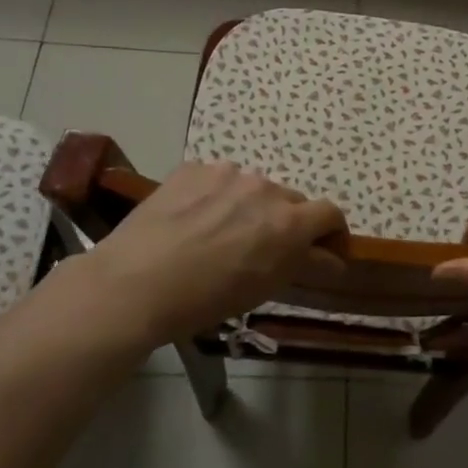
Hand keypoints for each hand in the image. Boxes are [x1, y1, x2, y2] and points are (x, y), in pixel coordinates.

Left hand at [71, 161, 346, 344]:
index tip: (322, 248)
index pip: (330, 213)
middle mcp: (265, 188)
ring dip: (248, 206)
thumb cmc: (206, 298)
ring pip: (251, 187)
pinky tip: (191, 220)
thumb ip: (304, 264)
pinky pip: (216, 179)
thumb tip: (332, 259)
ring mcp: (227, 173)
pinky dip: (214, 196)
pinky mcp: (193, 168)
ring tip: (219, 232)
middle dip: (285, 221)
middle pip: (290, 200)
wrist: (135, 283)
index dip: (331, 231)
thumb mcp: (265, 288)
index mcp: (289, 221)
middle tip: (262, 247)